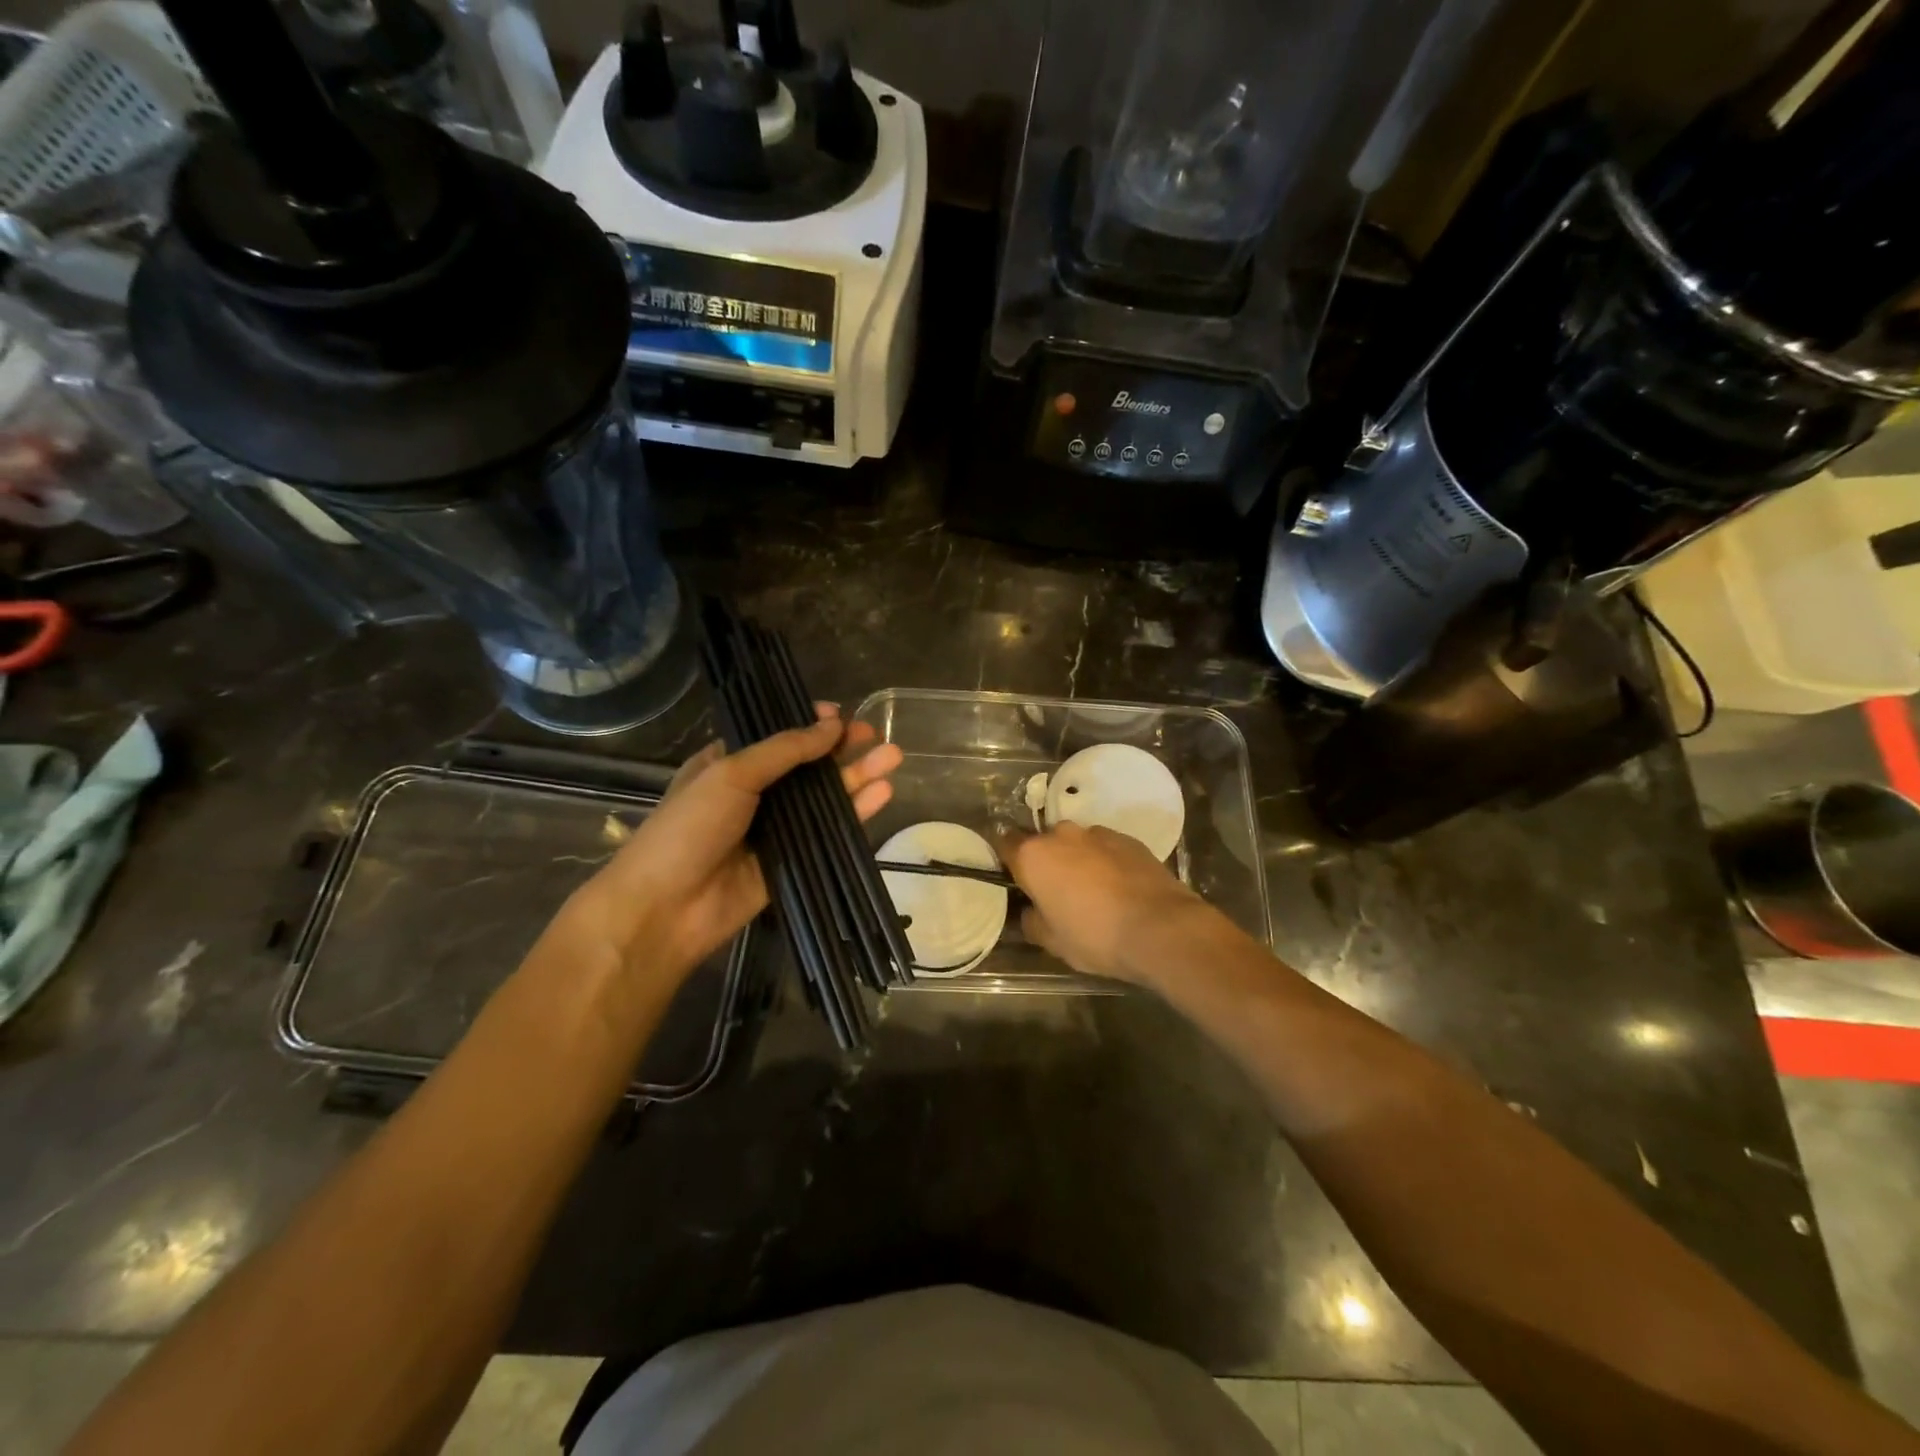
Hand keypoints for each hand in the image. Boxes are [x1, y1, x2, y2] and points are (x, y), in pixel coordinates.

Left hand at [566, 705, 901, 984]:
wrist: (667, 907)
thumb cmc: (689, 827)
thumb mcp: (731, 773)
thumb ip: (785, 750)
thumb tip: (834, 724)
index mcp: (730, 764)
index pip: (778, 735)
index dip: (810, 723)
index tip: (842, 714)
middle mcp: (756, 793)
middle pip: (808, 765)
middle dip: (842, 749)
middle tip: (876, 736)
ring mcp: (776, 828)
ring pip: (825, 797)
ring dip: (858, 777)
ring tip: (893, 757)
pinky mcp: (794, 860)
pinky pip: (830, 832)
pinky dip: (856, 812)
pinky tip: (882, 794)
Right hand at [997, 822, 1224, 984]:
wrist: (1161, 928)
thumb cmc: (1095, 936)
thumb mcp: (1051, 942)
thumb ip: (1032, 920)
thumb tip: (1032, 910)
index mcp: (1033, 855)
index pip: (1004, 844)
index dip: (1006, 862)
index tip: (1015, 881)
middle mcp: (1062, 834)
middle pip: (1043, 843)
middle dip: (1046, 863)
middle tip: (1056, 893)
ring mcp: (1099, 833)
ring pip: (1077, 844)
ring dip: (1078, 861)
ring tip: (1093, 893)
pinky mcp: (1130, 839)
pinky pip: (1106, 848)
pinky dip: (1106, 863)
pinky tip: (1119, 890)